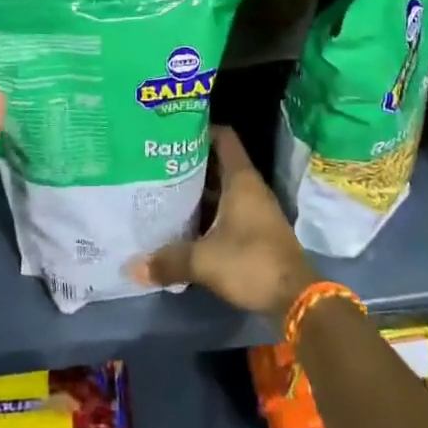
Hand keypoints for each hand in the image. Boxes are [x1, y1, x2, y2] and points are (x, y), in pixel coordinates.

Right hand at [127, 126, 318, 319]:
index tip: (174, 131)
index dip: (201, 129)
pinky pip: (228, 209)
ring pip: (223, 188)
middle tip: (159, 162)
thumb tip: (132, 267)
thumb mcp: (204, 261)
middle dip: (191, 162)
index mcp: (241, 180)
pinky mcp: (257, 230)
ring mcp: (256, 209)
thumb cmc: (251, 263)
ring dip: (199, 190)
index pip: (223, 138)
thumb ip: (169, 260)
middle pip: (219, 163)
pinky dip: (208, 211)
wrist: (295, 298)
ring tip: (165, 189)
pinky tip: (185, 222)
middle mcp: (250, 188)